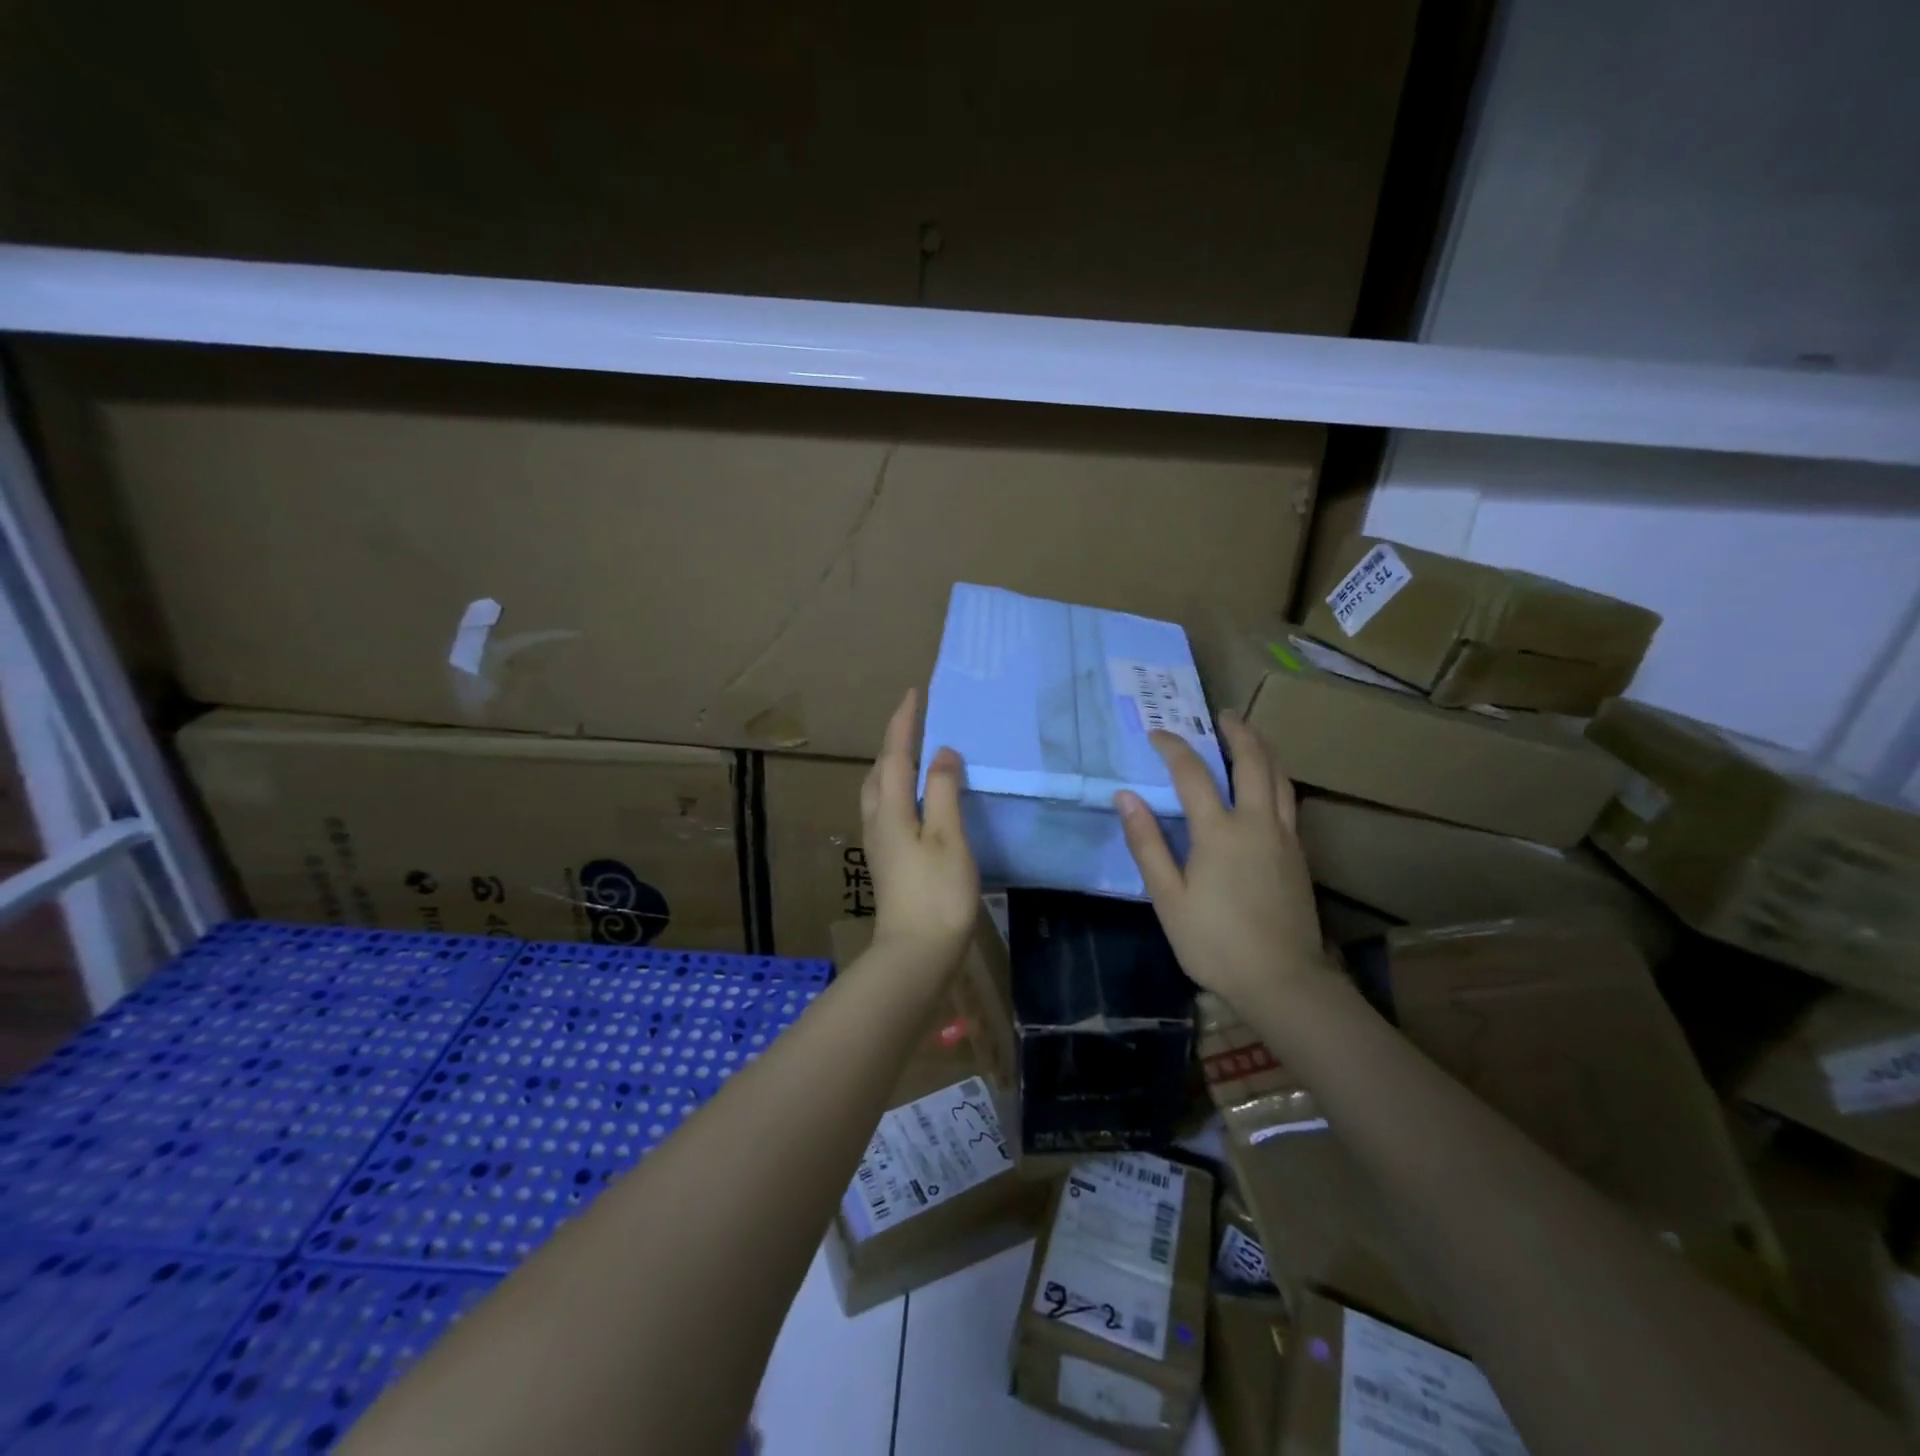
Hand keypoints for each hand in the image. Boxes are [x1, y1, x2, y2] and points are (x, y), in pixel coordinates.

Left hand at [861, 688, 980, 962]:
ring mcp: (878, 842)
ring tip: (914, 753)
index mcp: (891, 810)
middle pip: (880, 770)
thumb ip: (944, 791)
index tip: (914, 692)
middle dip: (894, 741)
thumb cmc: (937, 893)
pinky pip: (886, 807)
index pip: (895, 754)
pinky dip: (898, 788)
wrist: (916, 952)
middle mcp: (877, 820)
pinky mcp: (886, 859)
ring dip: (892, 764)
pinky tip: (914, 798)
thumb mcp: (948, 837)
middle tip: (915, 720)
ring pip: (878, 790)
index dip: (904, 722)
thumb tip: (942, 752)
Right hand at [1114, 713, 1328, 1005]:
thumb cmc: (1215, 942)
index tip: (1157, 734)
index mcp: (1219, 832)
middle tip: (1222, 714)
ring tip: (1249, 736)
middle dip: (1237, 733)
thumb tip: (1126, 797)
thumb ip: (1147, 844)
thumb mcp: (1168, 898)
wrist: (1282, 981)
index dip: (1173, 748)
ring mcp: (1284, 837)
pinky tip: (1267, 785)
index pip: (1193, 774)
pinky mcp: (1299, 855)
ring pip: (1279, 778)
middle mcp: (1256, 823)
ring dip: (1264, 750)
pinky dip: (1275, 778)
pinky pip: (1287, 800)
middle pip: (1252, 762)